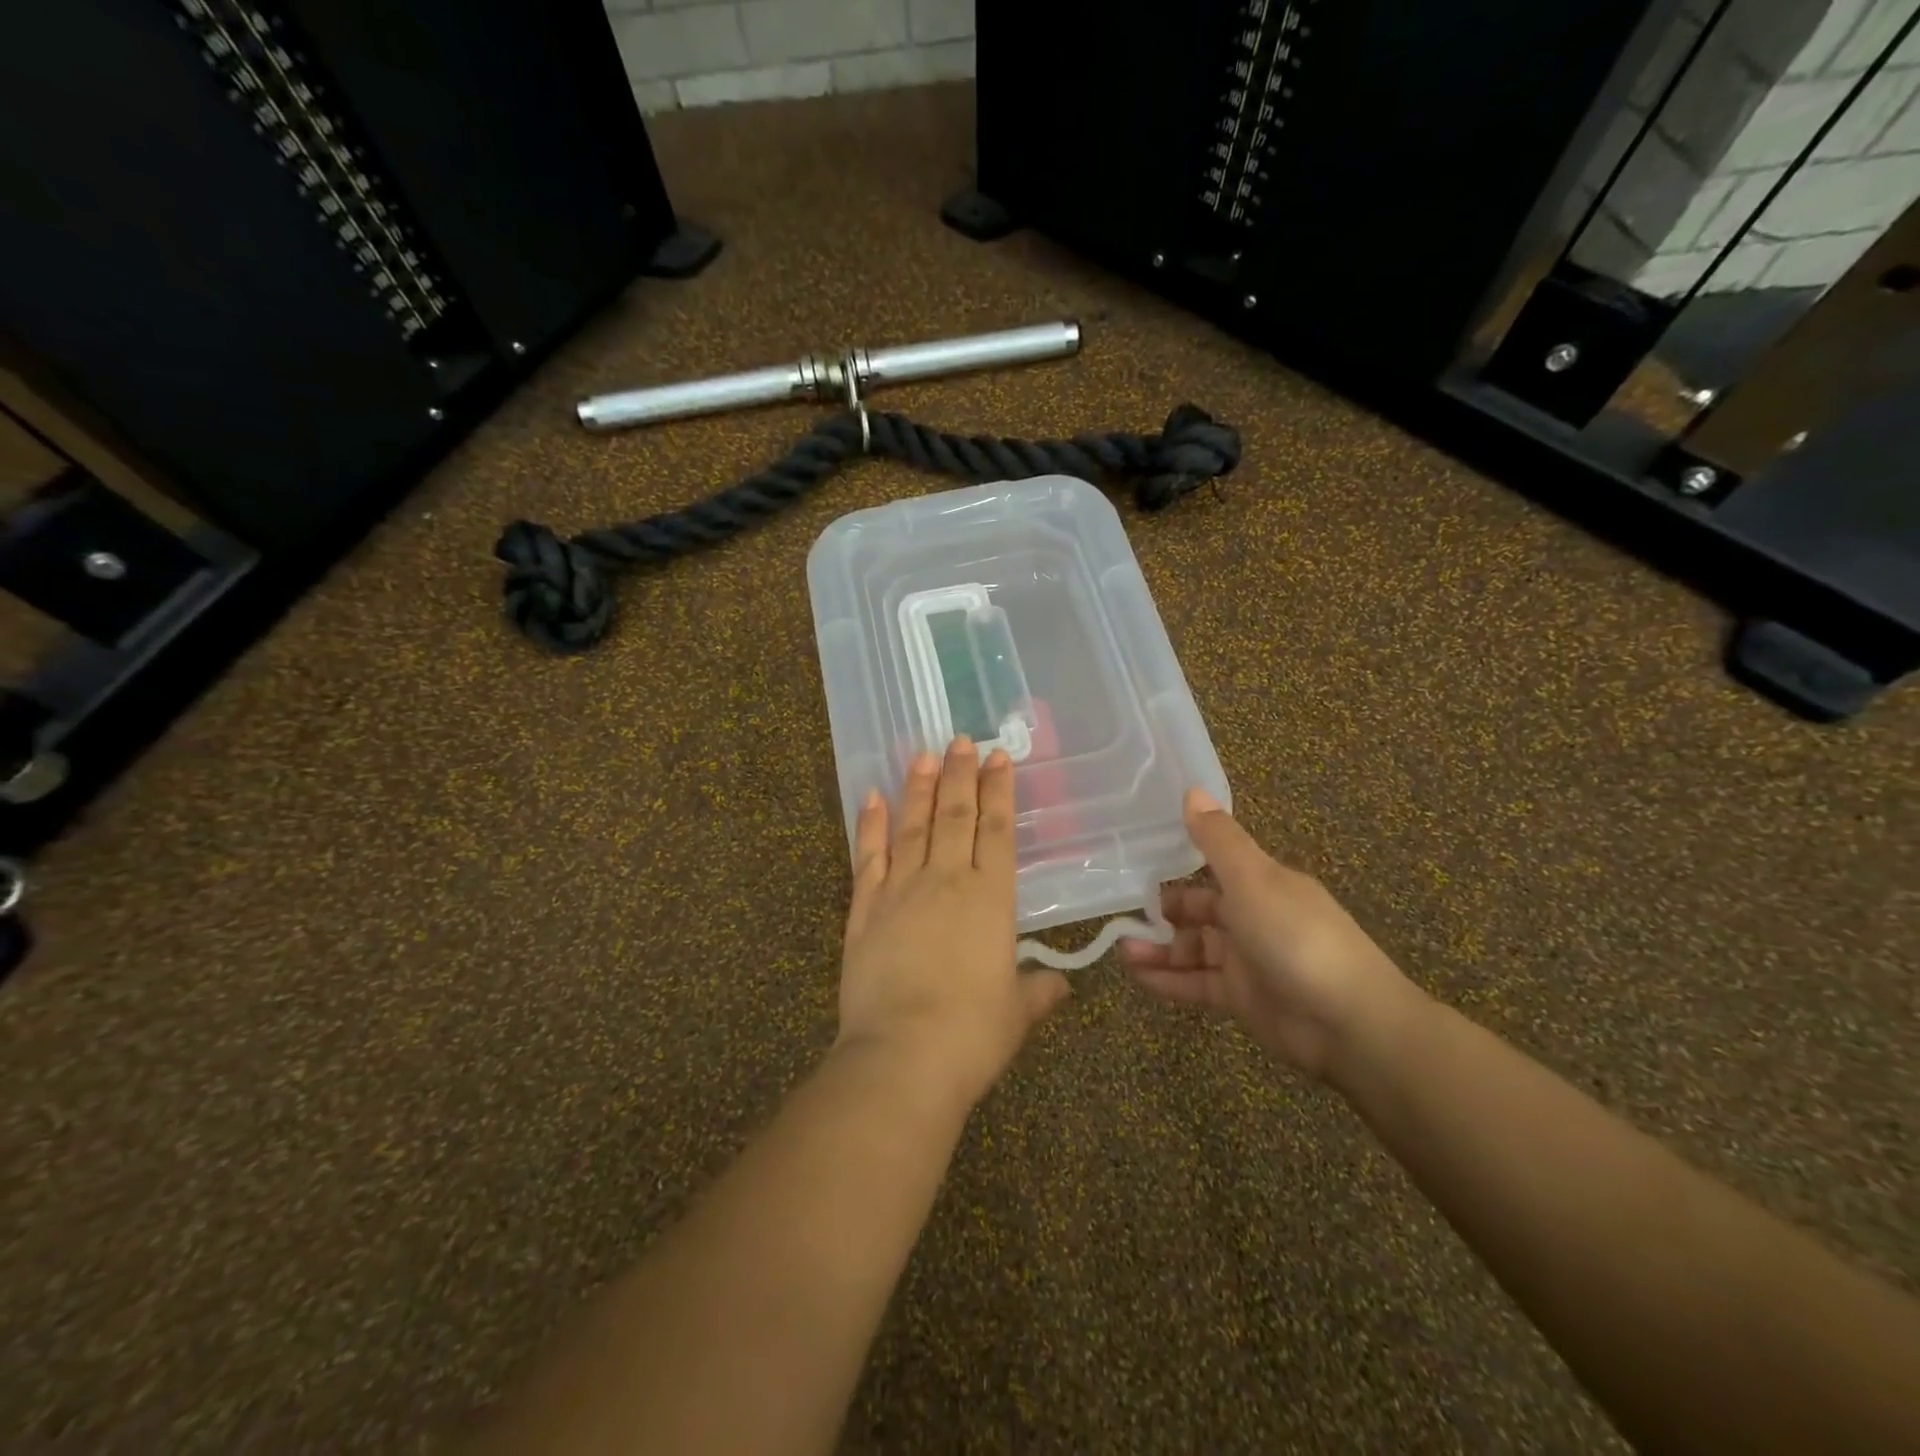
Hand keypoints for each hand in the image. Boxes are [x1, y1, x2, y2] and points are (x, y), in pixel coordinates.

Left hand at [836, 738, 1071, 1110]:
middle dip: (959, 774)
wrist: (903, 1056)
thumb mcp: (1017, 1013)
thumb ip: (1038, 991)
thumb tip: (1060, 985)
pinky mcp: (863, 910)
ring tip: (922, 754)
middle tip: (960, 739)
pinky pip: (867, 857)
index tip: (997, 757)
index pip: (997, 830)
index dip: (999, 791)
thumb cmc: (972, 1035)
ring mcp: (900, 891)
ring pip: (912, 826)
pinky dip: (870, 826)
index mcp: (990, 898)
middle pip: (954, 815)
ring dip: (918, 787)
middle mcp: (946, 881)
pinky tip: (872, 799)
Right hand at [1122, 790, 1417, 1079]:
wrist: (1348, 1022)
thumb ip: (1217, 839)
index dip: (1175, 872)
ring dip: (1159, 949)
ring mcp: (1248, 961)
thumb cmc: (1295, 936)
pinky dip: (1168, 980)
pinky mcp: (1243, 1000)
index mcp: (1262, 884)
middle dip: (1161, 915)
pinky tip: (1138, 977)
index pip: (1211, 871)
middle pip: (1198, 912)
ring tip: (1122, 951)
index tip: (1136, 873)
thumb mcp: (1252, 879)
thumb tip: (1191, 789)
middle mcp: (1254, 918)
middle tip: (1122, 918)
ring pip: (1193, 950)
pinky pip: (1197, 984)